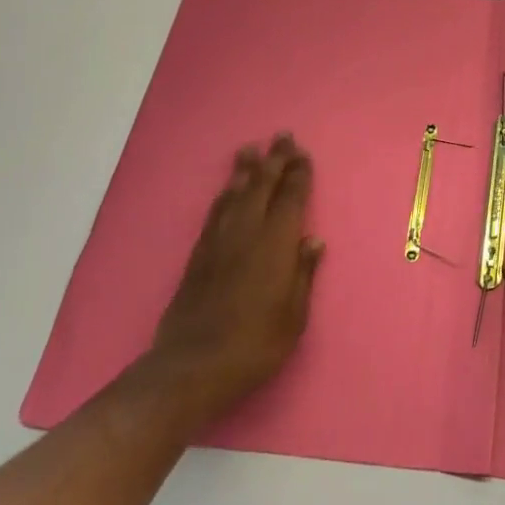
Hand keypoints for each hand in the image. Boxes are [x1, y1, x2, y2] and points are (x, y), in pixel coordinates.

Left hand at [149, 134, 324, 415]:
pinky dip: (225, 194)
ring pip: (234, 194)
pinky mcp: (198, 256)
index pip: (290, 198)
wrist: (191, 367)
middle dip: (273, 160)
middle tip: (281, 136)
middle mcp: (247, 233)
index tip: (302, 153)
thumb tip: (313, 240)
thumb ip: (303, 274)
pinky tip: (228, 190)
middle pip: (261, 186)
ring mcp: (219, 242)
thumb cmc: (255, 344)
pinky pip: (215, 212)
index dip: (298, 174)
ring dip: (245, 170)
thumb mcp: (294, 315)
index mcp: (275, 244)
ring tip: (250, 150)